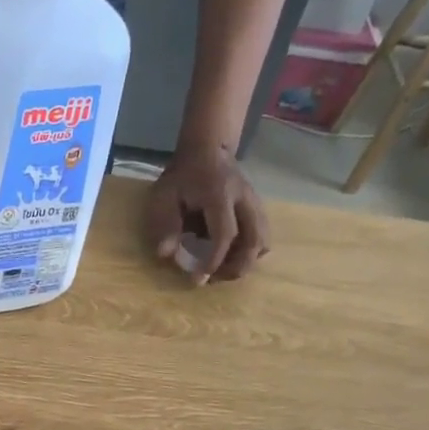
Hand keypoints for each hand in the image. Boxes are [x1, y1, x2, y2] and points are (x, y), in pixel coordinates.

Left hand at [146, 139, 269, 283]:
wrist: (207, 150)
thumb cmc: (182, 176)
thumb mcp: (165, 196)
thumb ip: (166, 224)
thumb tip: (166, 254)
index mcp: (220, 194)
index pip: (225, 234)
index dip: (215, 260)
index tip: (199, 279)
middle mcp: (244, 199)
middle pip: (255, 240)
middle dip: (236, 267)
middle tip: (214, 279)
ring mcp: (255, 203)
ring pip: (263, 240)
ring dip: (246, 263)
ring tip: (222, 272)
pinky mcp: (257, 209)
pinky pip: (262, 236)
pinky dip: (250, 254)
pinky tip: (231, 259)